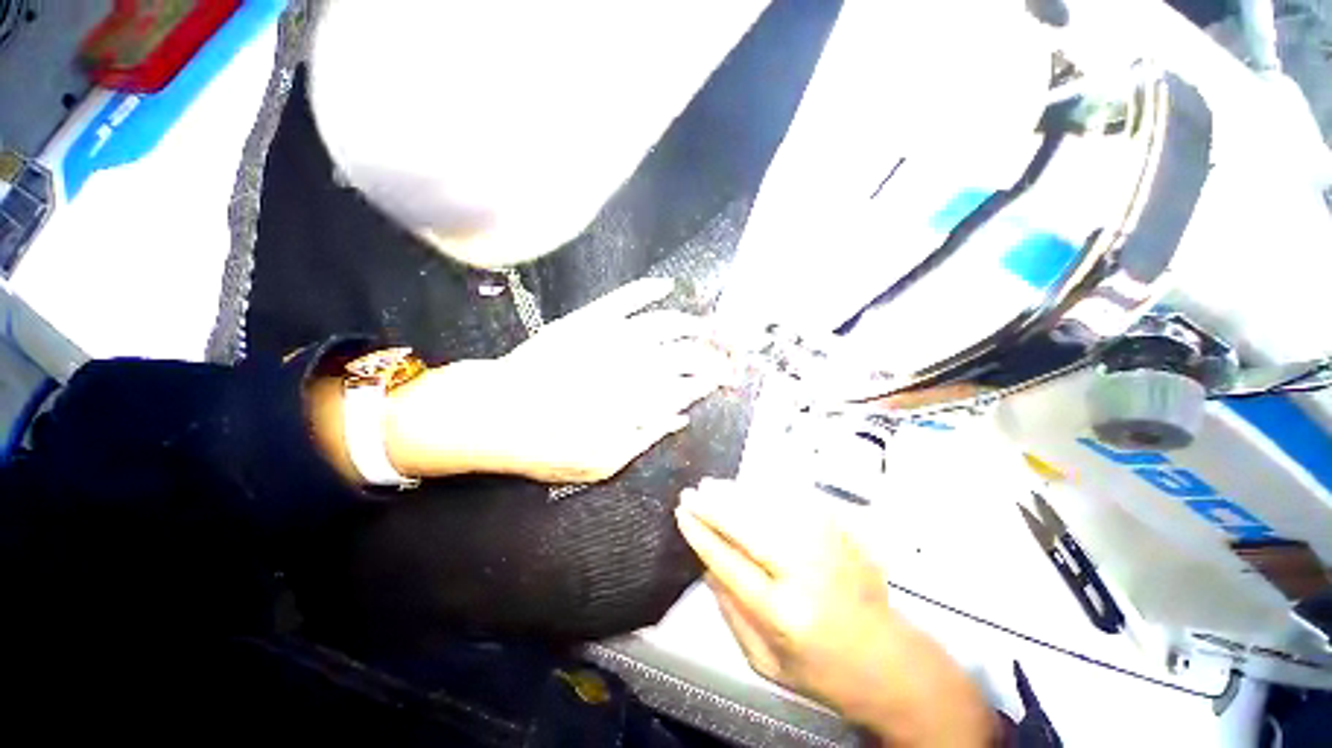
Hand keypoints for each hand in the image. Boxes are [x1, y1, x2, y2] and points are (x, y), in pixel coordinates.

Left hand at [385, 278, 729, 482]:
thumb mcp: (599, 463)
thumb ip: (644, 438)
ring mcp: (609, 337)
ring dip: (693, 322)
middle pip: (685, 353)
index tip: (730, 378)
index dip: (713, 381)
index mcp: (636, 401)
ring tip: (709, 325)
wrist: (491, 413)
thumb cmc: (544, 446)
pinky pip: (624, 298)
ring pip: (664, 323)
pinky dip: (647, 289)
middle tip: (730, 353)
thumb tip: (680, 416)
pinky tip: (666, 285)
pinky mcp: (587, 320)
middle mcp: (631, 365)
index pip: (688, 385)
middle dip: (715, 353)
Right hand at [674, 479, 996, 746]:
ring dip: (738, 493)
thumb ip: (731, 611)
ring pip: (772, 508)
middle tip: (693, 492)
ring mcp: (828, 548)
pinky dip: (768, 490)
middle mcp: (806, 574)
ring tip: (713, 485)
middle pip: (751, 527)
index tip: (683, 514)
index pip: (731, 563)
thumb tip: (706, 563)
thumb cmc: (822, 671)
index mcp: (785, 615)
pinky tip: (749, 486)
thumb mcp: (765, 661)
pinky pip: (798, 502)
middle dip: (716, 507)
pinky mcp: (841, 534)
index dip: (702, 534)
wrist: (889, 661)